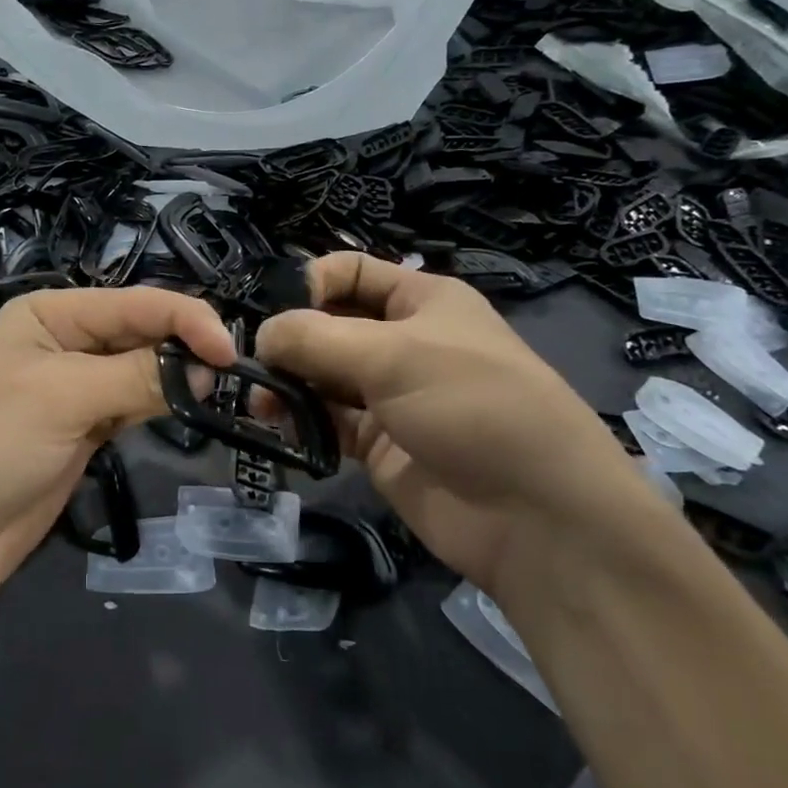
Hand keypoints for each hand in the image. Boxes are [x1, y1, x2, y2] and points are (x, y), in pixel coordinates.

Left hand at [0, 287, 234, 620]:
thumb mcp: (59, 398)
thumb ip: (136, 377)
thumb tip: (207, 369)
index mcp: (51, 314)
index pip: (135, 303)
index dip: (185, 320)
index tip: (230, 353)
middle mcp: (65, 343)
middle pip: (142, 333)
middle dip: (184, 348)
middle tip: (229, 377)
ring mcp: (74, 391)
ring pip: (142, 371)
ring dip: (177, 379)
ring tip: (217, 392)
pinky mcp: (83, 433)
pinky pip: (133, 407)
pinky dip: (161, 407)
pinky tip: (189, 409)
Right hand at [254, 253, 664, 598]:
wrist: (537, 516)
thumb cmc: (472, 406)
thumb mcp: (394, 355)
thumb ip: (316, 339)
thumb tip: (261, 334)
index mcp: (422, 301)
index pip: (352, 272)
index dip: (311, 282)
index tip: (276, 310)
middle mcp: (403, 341)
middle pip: (330, 325)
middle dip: (290, 338)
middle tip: (251, 364)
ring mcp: (391, 395)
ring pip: (323, 375)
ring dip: (288, 383)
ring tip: (260, 403)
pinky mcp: (380, 444)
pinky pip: (328, 420)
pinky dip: (302, 420)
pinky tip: (278, 428)